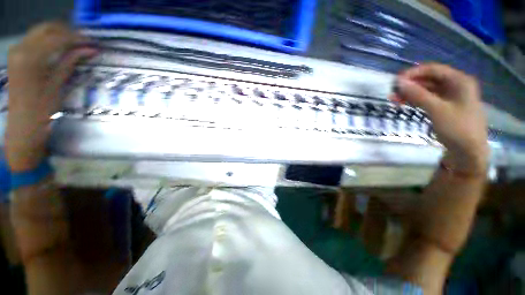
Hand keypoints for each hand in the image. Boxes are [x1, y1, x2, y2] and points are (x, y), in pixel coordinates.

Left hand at [5, 22, 96, 171]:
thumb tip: (90, 50)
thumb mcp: (58, 85)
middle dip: (67, 31)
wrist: (22, 123)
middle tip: (84, 42)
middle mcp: (21, 48)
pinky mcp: (17, 55)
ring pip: (41, 31)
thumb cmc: (41, 109)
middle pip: (47, 28)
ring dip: (58, 34)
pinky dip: (49, 39)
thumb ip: (71, 62)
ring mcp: (17, 50)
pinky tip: (59, 47)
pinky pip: (35, 38)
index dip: (77, 38)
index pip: (57, 38)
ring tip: (74, 44)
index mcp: (30, 57)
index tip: (93, 42)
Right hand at [391, 63, 488, 172]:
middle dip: (410, 84)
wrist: (468, 152)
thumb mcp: (436, 110)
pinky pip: (428, 99)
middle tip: (392, 92)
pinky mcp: (445, 107)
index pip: (433, 69)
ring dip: (410, 93)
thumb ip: (417, 94)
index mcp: (459, 81)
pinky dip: (416, 100)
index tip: (395, 81)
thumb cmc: (457, 128)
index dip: (413, 73)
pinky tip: (404, 103)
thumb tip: (398, 82)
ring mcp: (451, 96)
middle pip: (429, 79)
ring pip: (427, 89)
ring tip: (393, 99)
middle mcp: (456, 85)